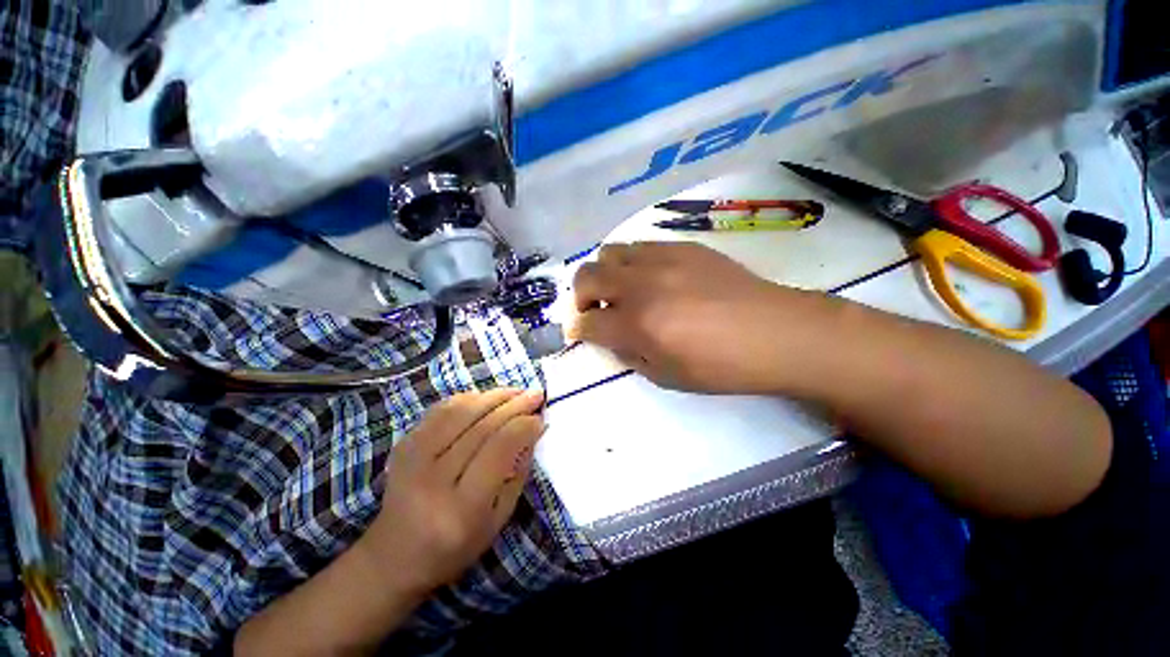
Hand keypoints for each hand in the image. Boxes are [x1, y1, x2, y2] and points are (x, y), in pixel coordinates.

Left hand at [361, 389, 544, 600]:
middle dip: (515, 405)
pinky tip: (487, 399)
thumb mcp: (499, 519)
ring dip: (494, 395)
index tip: (540, 419)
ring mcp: (413, 457)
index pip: (500, 448)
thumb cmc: (455, 545)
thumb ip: (518, 473)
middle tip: (536, 395)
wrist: (394, 556)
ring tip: (516, 392)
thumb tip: (532, 430)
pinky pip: (441, 409)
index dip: (524, 427)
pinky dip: (469, 398)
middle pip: (482, 425)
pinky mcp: (404, 444)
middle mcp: (434, 477)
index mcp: (462, 506)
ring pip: (461, 410)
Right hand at [568, 242, 822, 393]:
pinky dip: (632, 263)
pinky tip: (651, 277)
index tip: (581, 332)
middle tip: (596, 309)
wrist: (775, 333)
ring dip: (605, 274)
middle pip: (586, 276)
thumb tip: (612, 337)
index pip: (587, 322)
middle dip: (581, 296)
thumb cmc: (721, 367)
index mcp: (637, 325)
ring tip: (622, 289)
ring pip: (609, 252)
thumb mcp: (666, 377)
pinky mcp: (682, 246)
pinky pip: (640, 246)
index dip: (579, 330)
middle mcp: (642, 286)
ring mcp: (662, 260)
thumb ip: (629, 355)